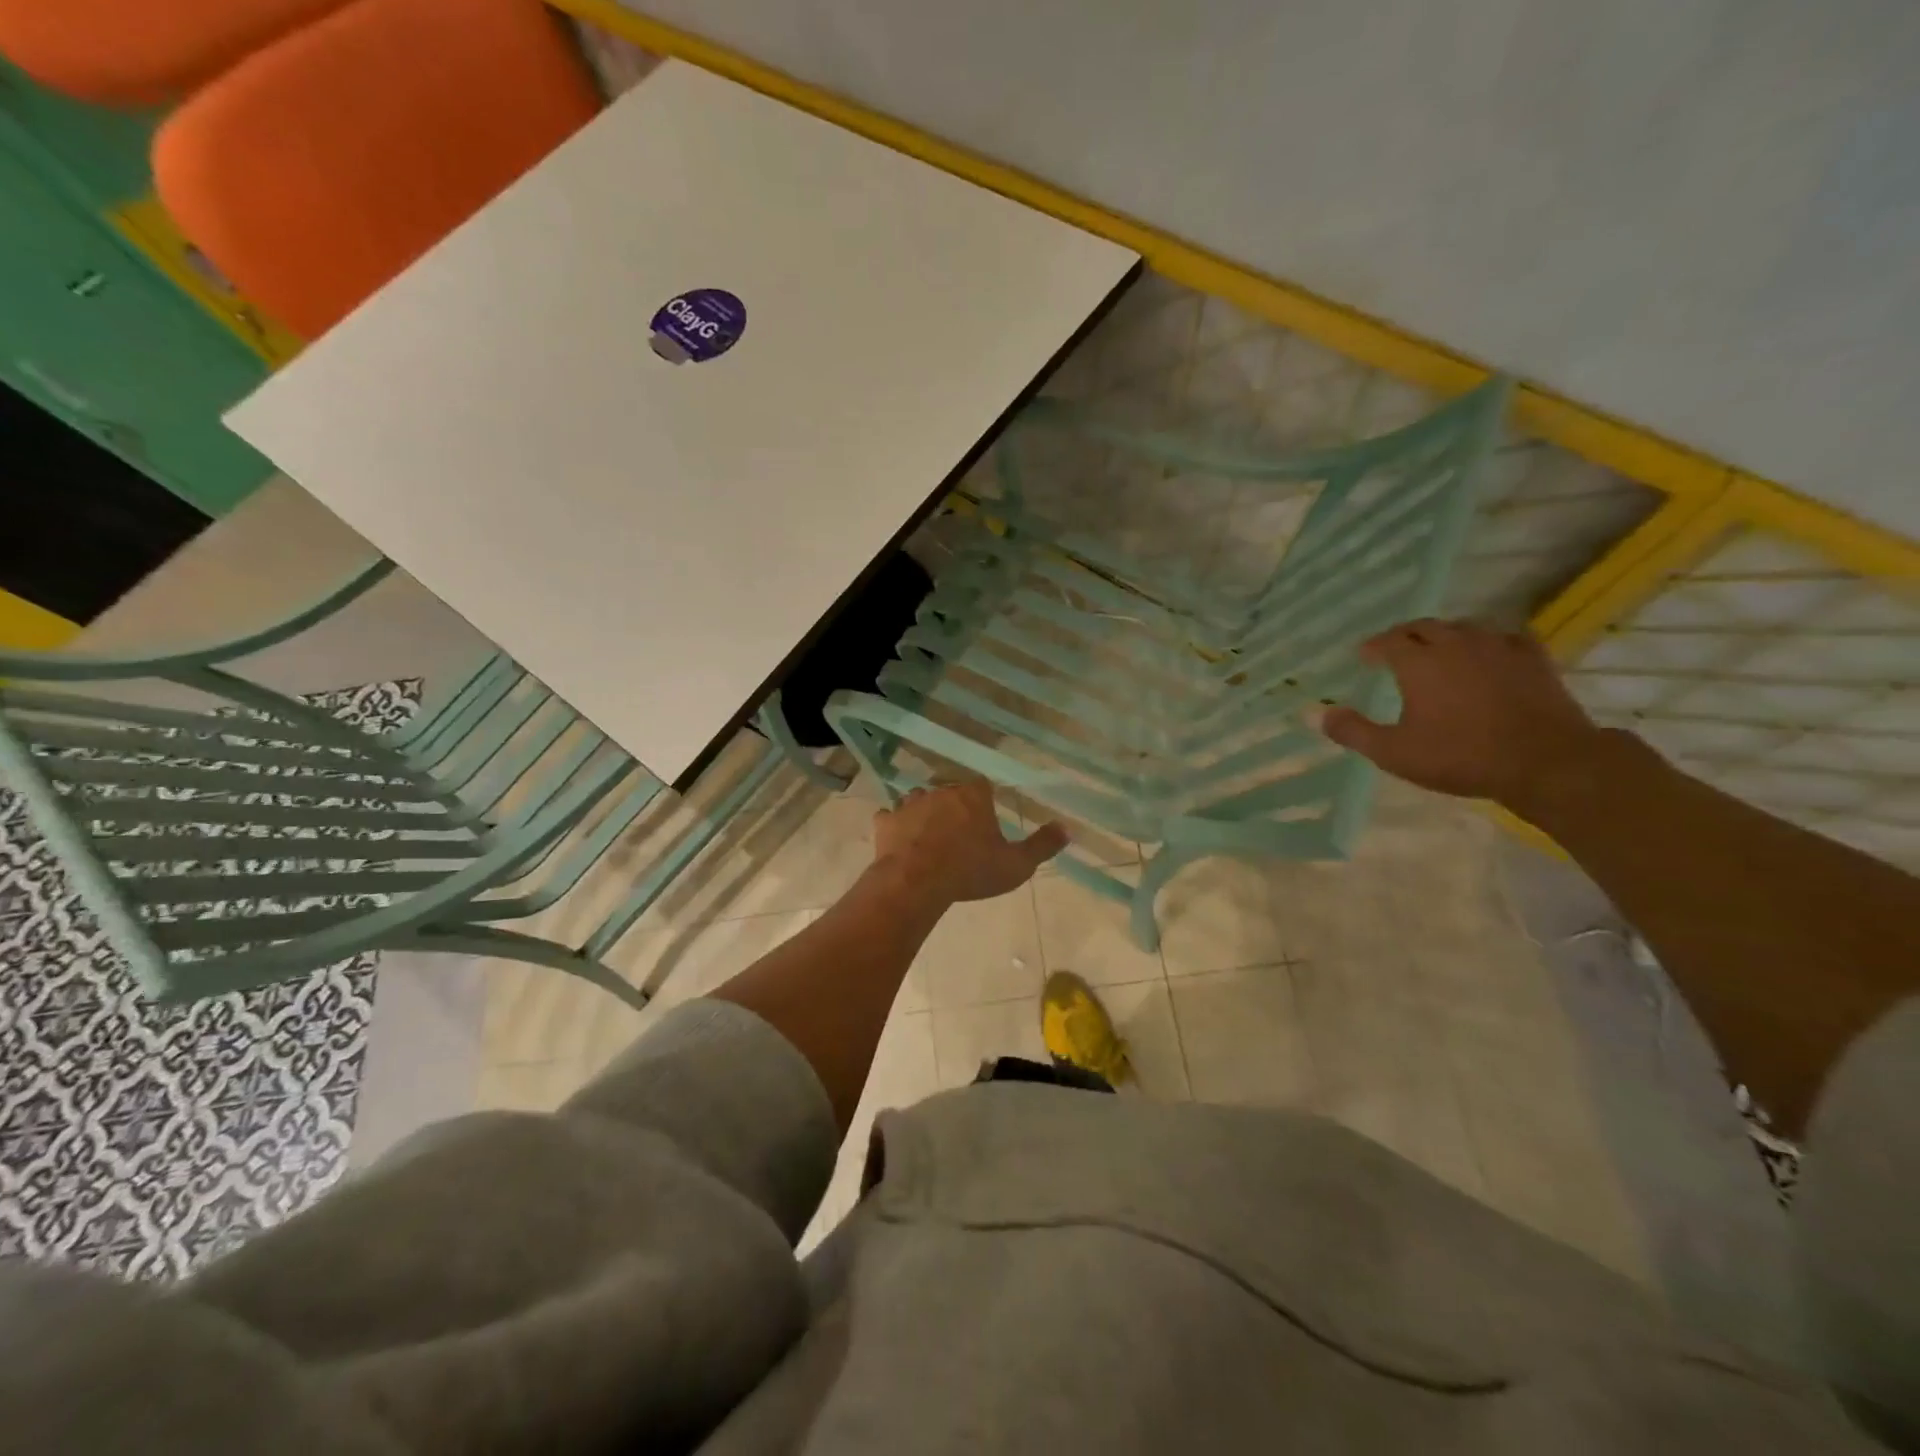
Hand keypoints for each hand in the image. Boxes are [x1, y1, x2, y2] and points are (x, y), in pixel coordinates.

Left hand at [872, 781, 1067, 905]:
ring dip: (923, 813)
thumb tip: (1067, 829)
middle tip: (958, 834)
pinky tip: (900, 842)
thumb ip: (1042, 845)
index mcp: (972, 795)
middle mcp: (940, 790)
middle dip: (953, 807)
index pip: (981, 786)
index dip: (983, 802)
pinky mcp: (885, 821)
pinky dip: (895, 826)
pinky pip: (890, 818)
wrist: (916, 882)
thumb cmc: (970, 870)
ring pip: (918, 800)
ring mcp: (909, 803)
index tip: (984, 821)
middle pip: (949, 791)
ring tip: (929, 837)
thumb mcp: (1016, 864)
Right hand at [1322, 618, 1609, 809]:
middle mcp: (1455, 644)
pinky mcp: (1532, 658)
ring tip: (1438, 651)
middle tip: (1395, 649)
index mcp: (1418, 662)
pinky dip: (1487, 642)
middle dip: (1405, 635)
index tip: (1365, 656)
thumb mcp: (1394, 752)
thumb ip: (1352, 731)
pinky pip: (1504, 637)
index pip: (1388, 641)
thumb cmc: (1459, 756)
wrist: (1543, 762)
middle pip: (1424, 626)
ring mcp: (1497, 647)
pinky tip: (1488, 654)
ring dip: (1444, 635)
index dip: (1374, 647)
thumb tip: (1315, 713)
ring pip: (1464, 627)